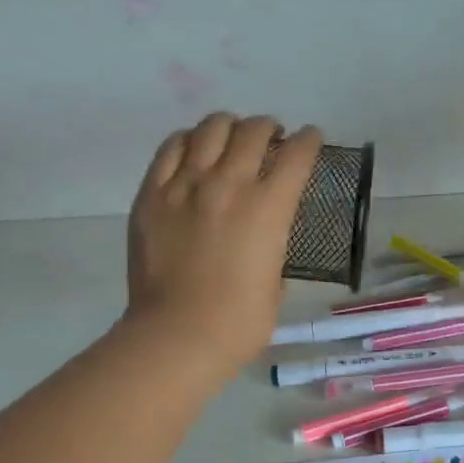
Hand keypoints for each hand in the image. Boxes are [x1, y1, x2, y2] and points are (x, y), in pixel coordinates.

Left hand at [123, 113, 320, 376]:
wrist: (177, 336)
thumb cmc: (239, 322)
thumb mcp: (276, 281)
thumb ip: (273, 247)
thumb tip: (263, 239)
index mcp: (269, 208)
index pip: (298, 154)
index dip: (310, 140)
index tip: (311, 138)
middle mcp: (230, 184)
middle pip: (254, 130)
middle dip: (270, 128)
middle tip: (272, 139)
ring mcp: (186, 185)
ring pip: (211, 128)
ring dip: (230, 127)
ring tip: (232, 138)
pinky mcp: (152, 194)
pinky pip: (171, 148)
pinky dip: (189, 140)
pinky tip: (195, 149)